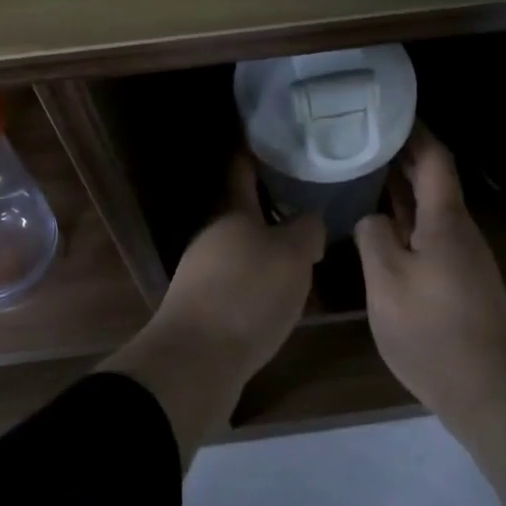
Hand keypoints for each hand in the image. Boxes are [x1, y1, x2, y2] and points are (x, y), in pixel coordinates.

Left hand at [156, 155, 325, 379]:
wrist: (196, 361)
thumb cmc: (248, 294)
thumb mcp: (293, 256)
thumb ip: (307, 231)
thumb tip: (309, 220)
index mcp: (233, 214)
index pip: (243, 172)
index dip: (257, 155)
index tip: (276, 143)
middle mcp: (212, 237)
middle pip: (245, 216)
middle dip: (275, 213)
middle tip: (309, 212)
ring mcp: (201, 273)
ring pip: (242, 252)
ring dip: (268, 252)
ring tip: (303, 260)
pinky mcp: (201, 308)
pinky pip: (237, 284)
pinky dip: (258, 285)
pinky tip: (279, 300)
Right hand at [355, 128, 505, 421]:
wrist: (488, 388)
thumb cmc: (433, 329)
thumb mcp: (387, 281)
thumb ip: (374, 238)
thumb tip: (371, 218)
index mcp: (445, 219)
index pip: (434, 158)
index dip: (415, 131)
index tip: (388, 112)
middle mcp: (458, 229)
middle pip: (432, 179)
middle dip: (402, 155)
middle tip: (363, 138)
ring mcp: (461, 256)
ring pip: (429, 208)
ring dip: (401, 188)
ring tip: (364, 172)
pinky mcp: (458, 279)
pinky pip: (428, 233)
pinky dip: (405, 218)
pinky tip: (381, 225)